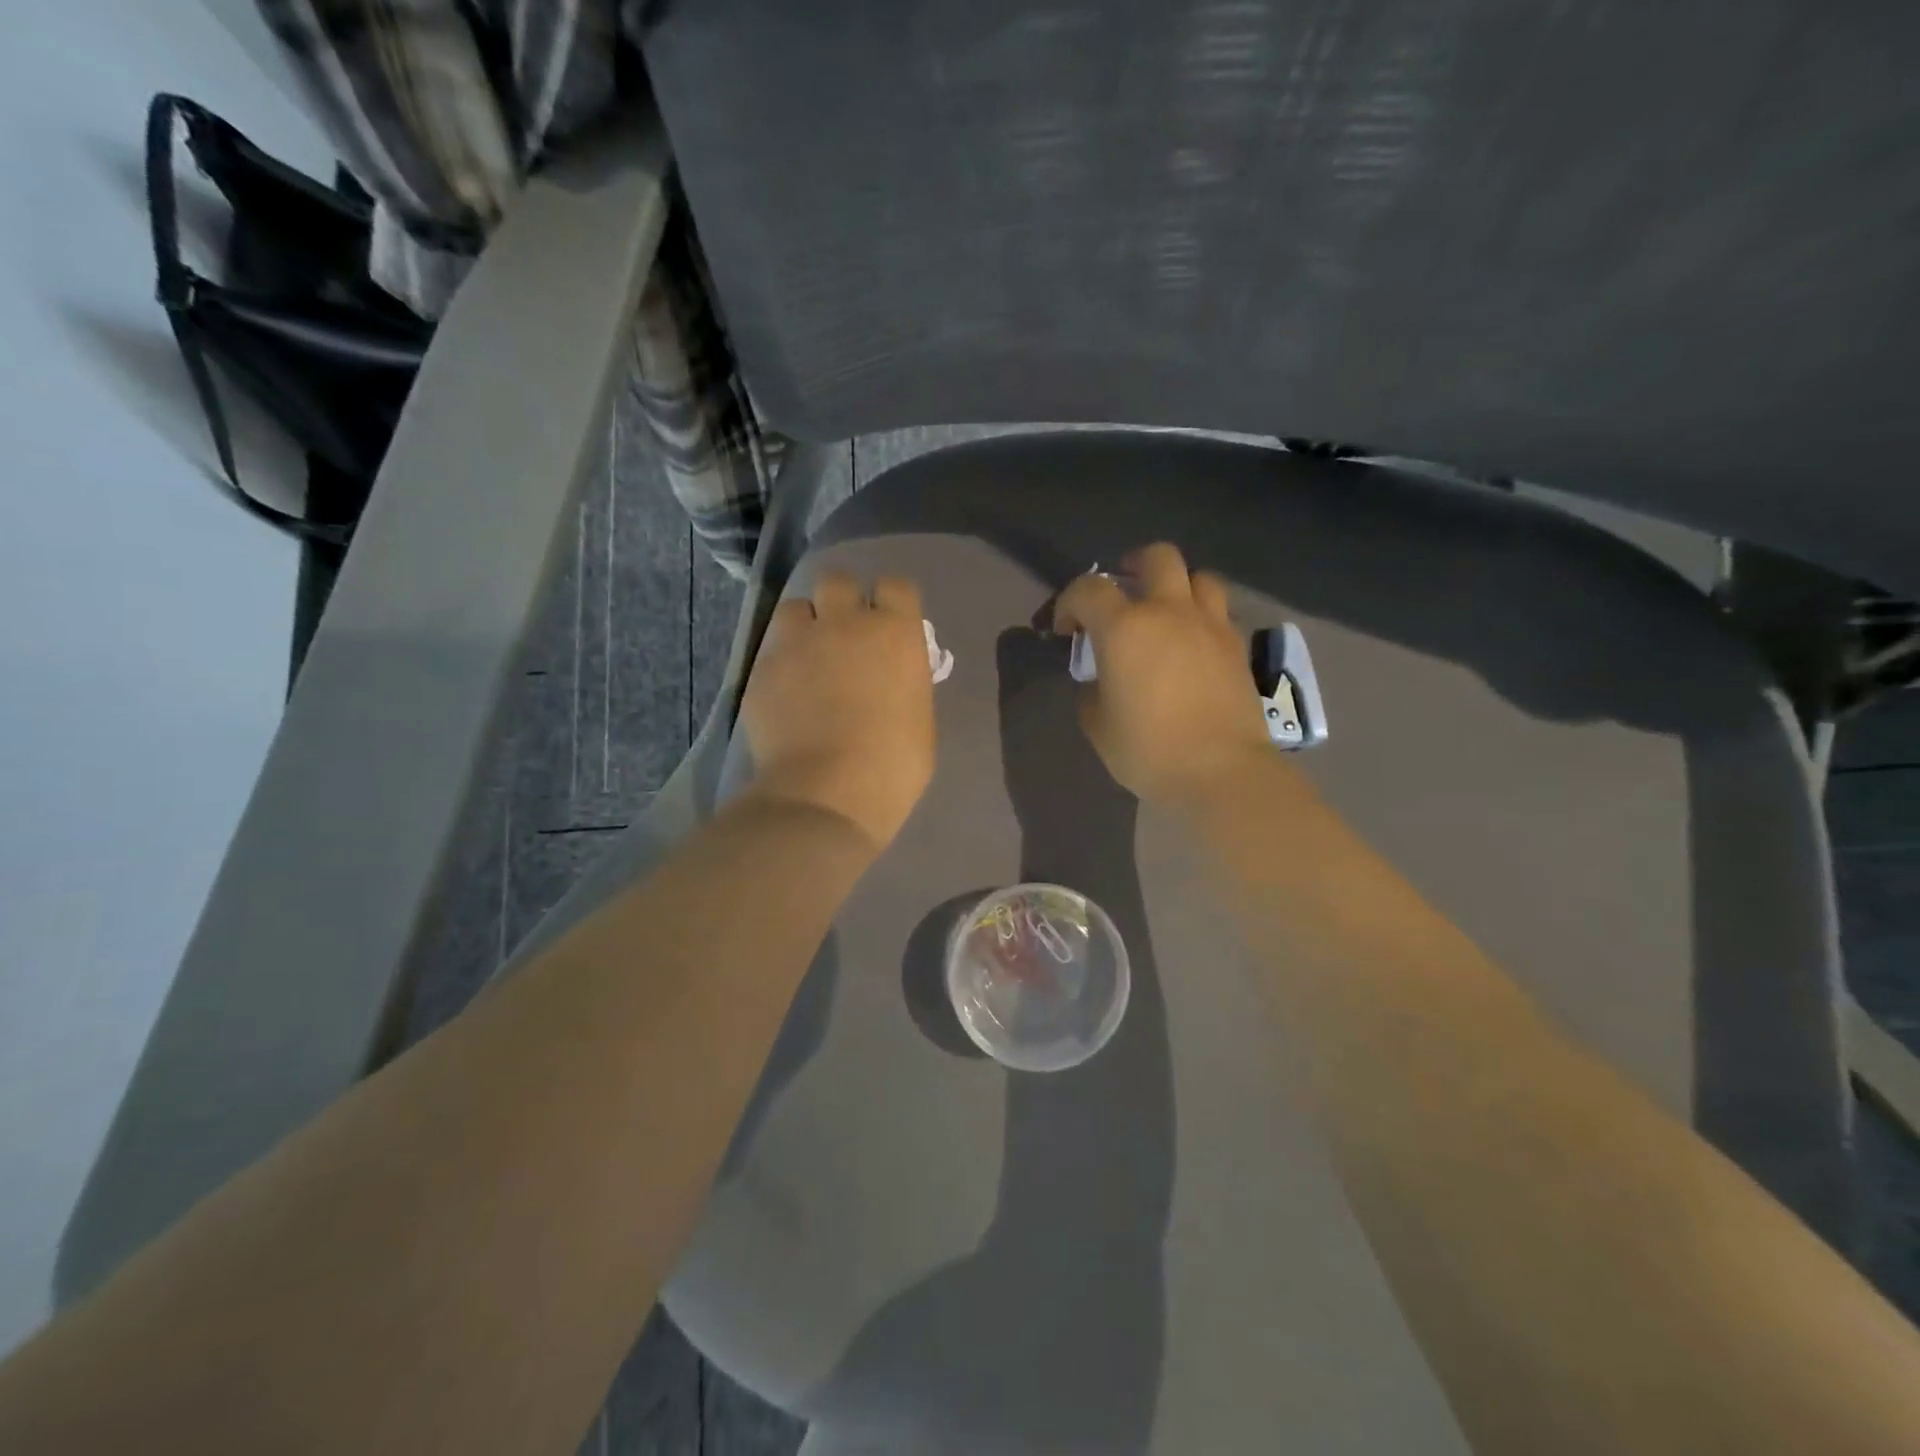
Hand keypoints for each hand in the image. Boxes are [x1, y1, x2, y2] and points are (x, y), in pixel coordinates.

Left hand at [741, 569, 935, 853]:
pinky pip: (772, 649)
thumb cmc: (893, 765)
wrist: (827, 794)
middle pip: (838, 580)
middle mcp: (845, 623)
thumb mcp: (919, 718)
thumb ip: (905, 681)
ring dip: (804, 624)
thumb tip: (892, 675)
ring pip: (795, 607)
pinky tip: (786, 693)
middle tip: (844, 634)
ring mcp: (798, 642)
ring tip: (807, 657)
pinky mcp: (762, 668)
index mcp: (895, 633)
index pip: (896, 586)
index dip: (891, 602)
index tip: (890, 623)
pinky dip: (781, 662)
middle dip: (841, 600)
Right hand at [1053, 543, 1275, 808]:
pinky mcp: (1236, 646)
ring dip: (1177, 586)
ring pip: (1198, 576)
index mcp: (1125, 628)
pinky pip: (1218, 612)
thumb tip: (1102, 677)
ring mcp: (1209, 625)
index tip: (1066, 630)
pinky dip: (1201, 617)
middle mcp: (1169, 612)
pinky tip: (1192, 644)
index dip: (1069, 602)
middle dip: (1133, 566)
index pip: (1088, 588)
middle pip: (1157, 557)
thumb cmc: (1148, 750)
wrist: (1220, 770)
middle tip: (1123, 591)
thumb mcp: (1098, 724)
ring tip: (1165, 612)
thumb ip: (1093, 688)